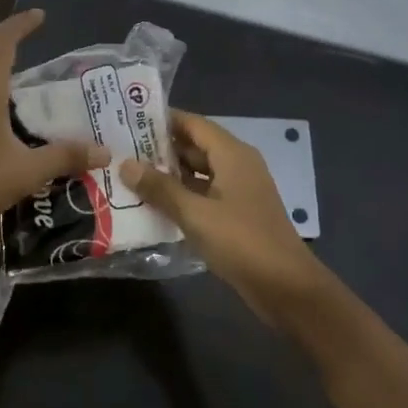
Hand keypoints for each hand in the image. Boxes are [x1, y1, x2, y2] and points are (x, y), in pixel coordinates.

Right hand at [120, 111, 330, 324]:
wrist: (286, 287)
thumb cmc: (242, 241)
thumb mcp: (195, 214)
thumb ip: (160, 188)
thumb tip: (125, 164)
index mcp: (232, 154)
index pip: (193, 123)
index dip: (162, 120)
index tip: (128, 120)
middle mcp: (237, 165)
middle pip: (195, 146)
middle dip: (160, 149)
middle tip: (121, 150)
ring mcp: (239, 191)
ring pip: (198, 173)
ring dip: (168, 175)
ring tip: (129, 176)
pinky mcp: (237, 214)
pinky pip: (204, 195)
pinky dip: (181, 196)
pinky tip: (154, 205)